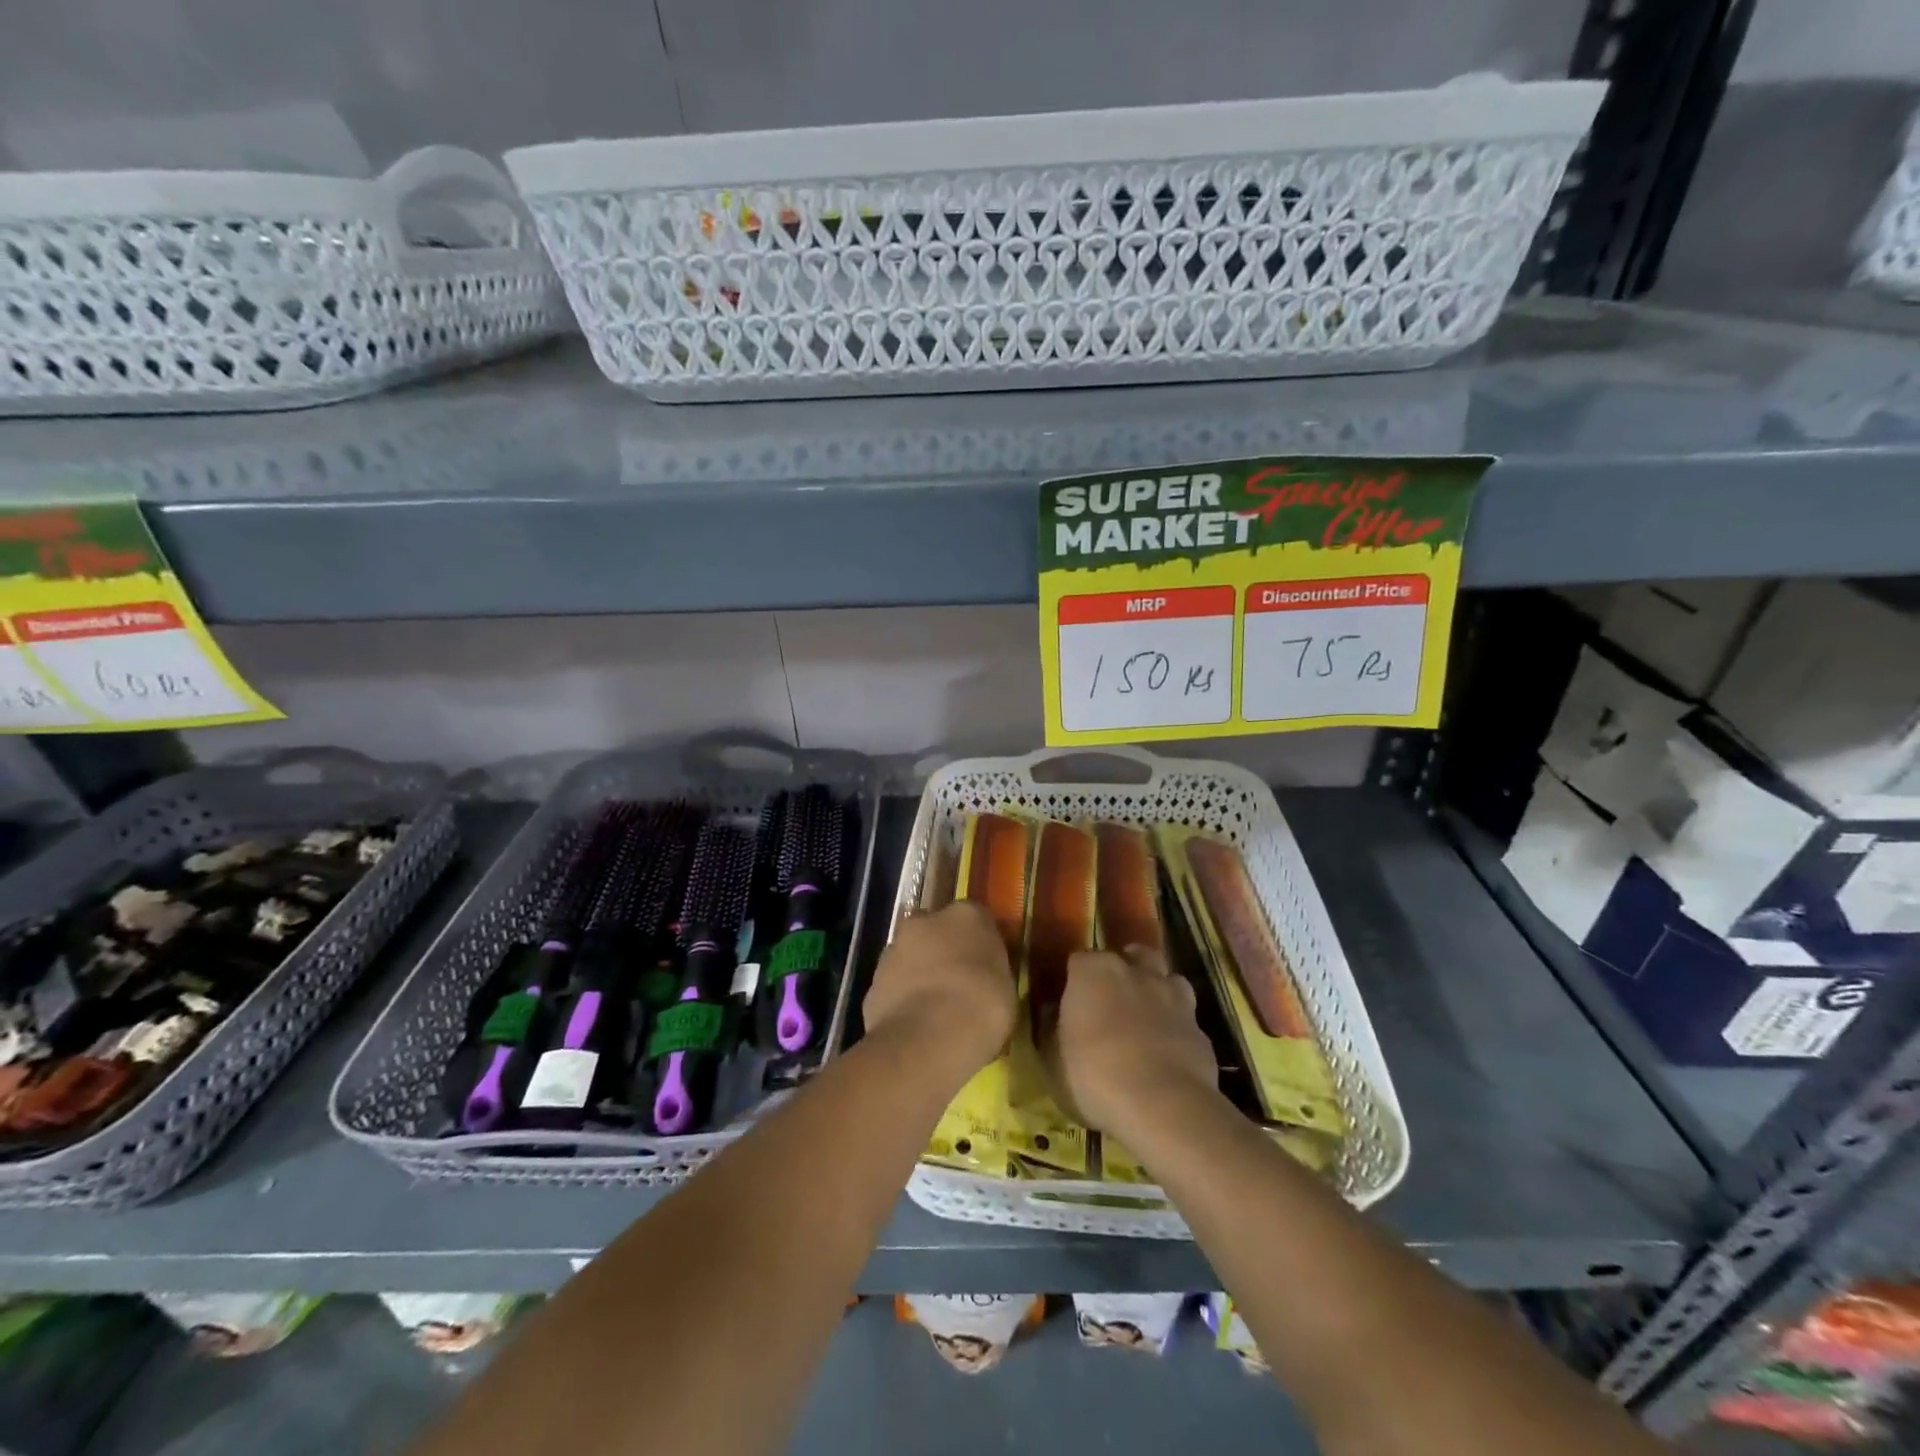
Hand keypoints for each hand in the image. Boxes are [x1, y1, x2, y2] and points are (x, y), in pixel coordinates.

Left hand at [862, 901, 1015, 1079]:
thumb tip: (983, 973)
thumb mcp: (1006, 987)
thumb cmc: (982, 1007)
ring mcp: (894, 949)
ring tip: (936, 1011)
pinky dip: (903, 999)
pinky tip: (916, 1026)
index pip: (976, 918)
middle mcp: (925, 921)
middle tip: (959, 985)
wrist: (927, 1039)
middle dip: (944, 951)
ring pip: (911, 957)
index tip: (987, 966)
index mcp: (966, 915)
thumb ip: (991, 970)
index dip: (981, 943)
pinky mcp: (873, 982)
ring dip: (921, 974)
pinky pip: (895, 987)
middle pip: (937, 931)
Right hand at [1044, 946, 1217, 1135]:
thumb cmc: (1093, 1075)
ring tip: (1146, 1019)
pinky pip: (1185, 1019)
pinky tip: (1168, 1053)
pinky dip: (1176, 1028)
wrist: (1163, 1105)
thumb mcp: (1051, 1058)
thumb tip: (1050, 1012)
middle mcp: (1135, 971)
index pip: (1079, 959)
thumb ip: (1050, 1028)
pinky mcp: (1200, 1028)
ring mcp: (1173, 996)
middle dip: (1124, 970)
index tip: (1070, 1000)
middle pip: (1131, 955)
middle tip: (1112, 1000)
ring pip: (1166, 979)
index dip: (1074, 979)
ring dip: (1157, 992)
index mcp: (1093, 971)